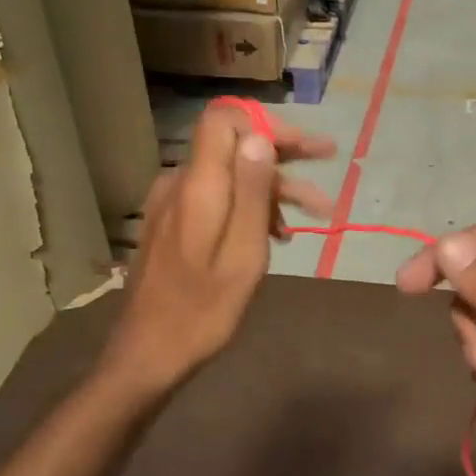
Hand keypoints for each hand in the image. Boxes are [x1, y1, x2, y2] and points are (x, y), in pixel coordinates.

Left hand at [101, 103, 335, 391]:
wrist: (148, 354)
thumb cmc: (202, 311)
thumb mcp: (241, 254)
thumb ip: (250, 193)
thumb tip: (260, 137)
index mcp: (198, 186)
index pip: (225, 120)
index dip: (267, 125)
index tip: (304, 147)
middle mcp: (180, 184)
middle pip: (233, 146)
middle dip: (284, 153)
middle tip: (328, 160)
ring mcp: (173, 204)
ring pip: (229, 175)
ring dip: (273, 188)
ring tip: (318, 212)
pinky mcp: (173, 224)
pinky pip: (217, 198)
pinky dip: (249, 207)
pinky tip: (277, 233)